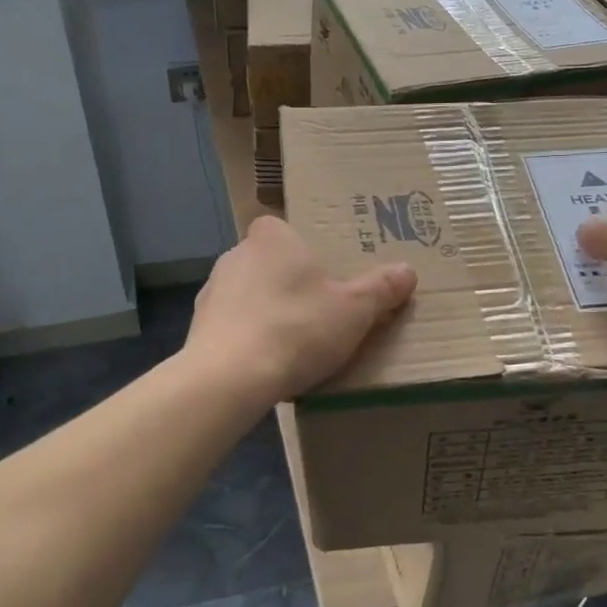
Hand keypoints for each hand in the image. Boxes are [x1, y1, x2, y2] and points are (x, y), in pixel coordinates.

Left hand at [186, 216, 417, 405]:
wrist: (229, 378)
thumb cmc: (296, 328)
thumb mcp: (354, 310)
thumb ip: (381, 288)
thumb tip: (408, 271)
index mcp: (271, 238)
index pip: (284, 228)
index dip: (302, 248)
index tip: (323, 274)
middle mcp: (235, 254)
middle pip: (268, 262)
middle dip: (288, 283)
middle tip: (317, 310)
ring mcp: (212, 291)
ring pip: (247, 294)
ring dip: (266, 311)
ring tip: (292, 343)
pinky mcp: (198, 328)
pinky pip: (231, 325)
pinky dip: (247, 338)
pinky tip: (265, 364)